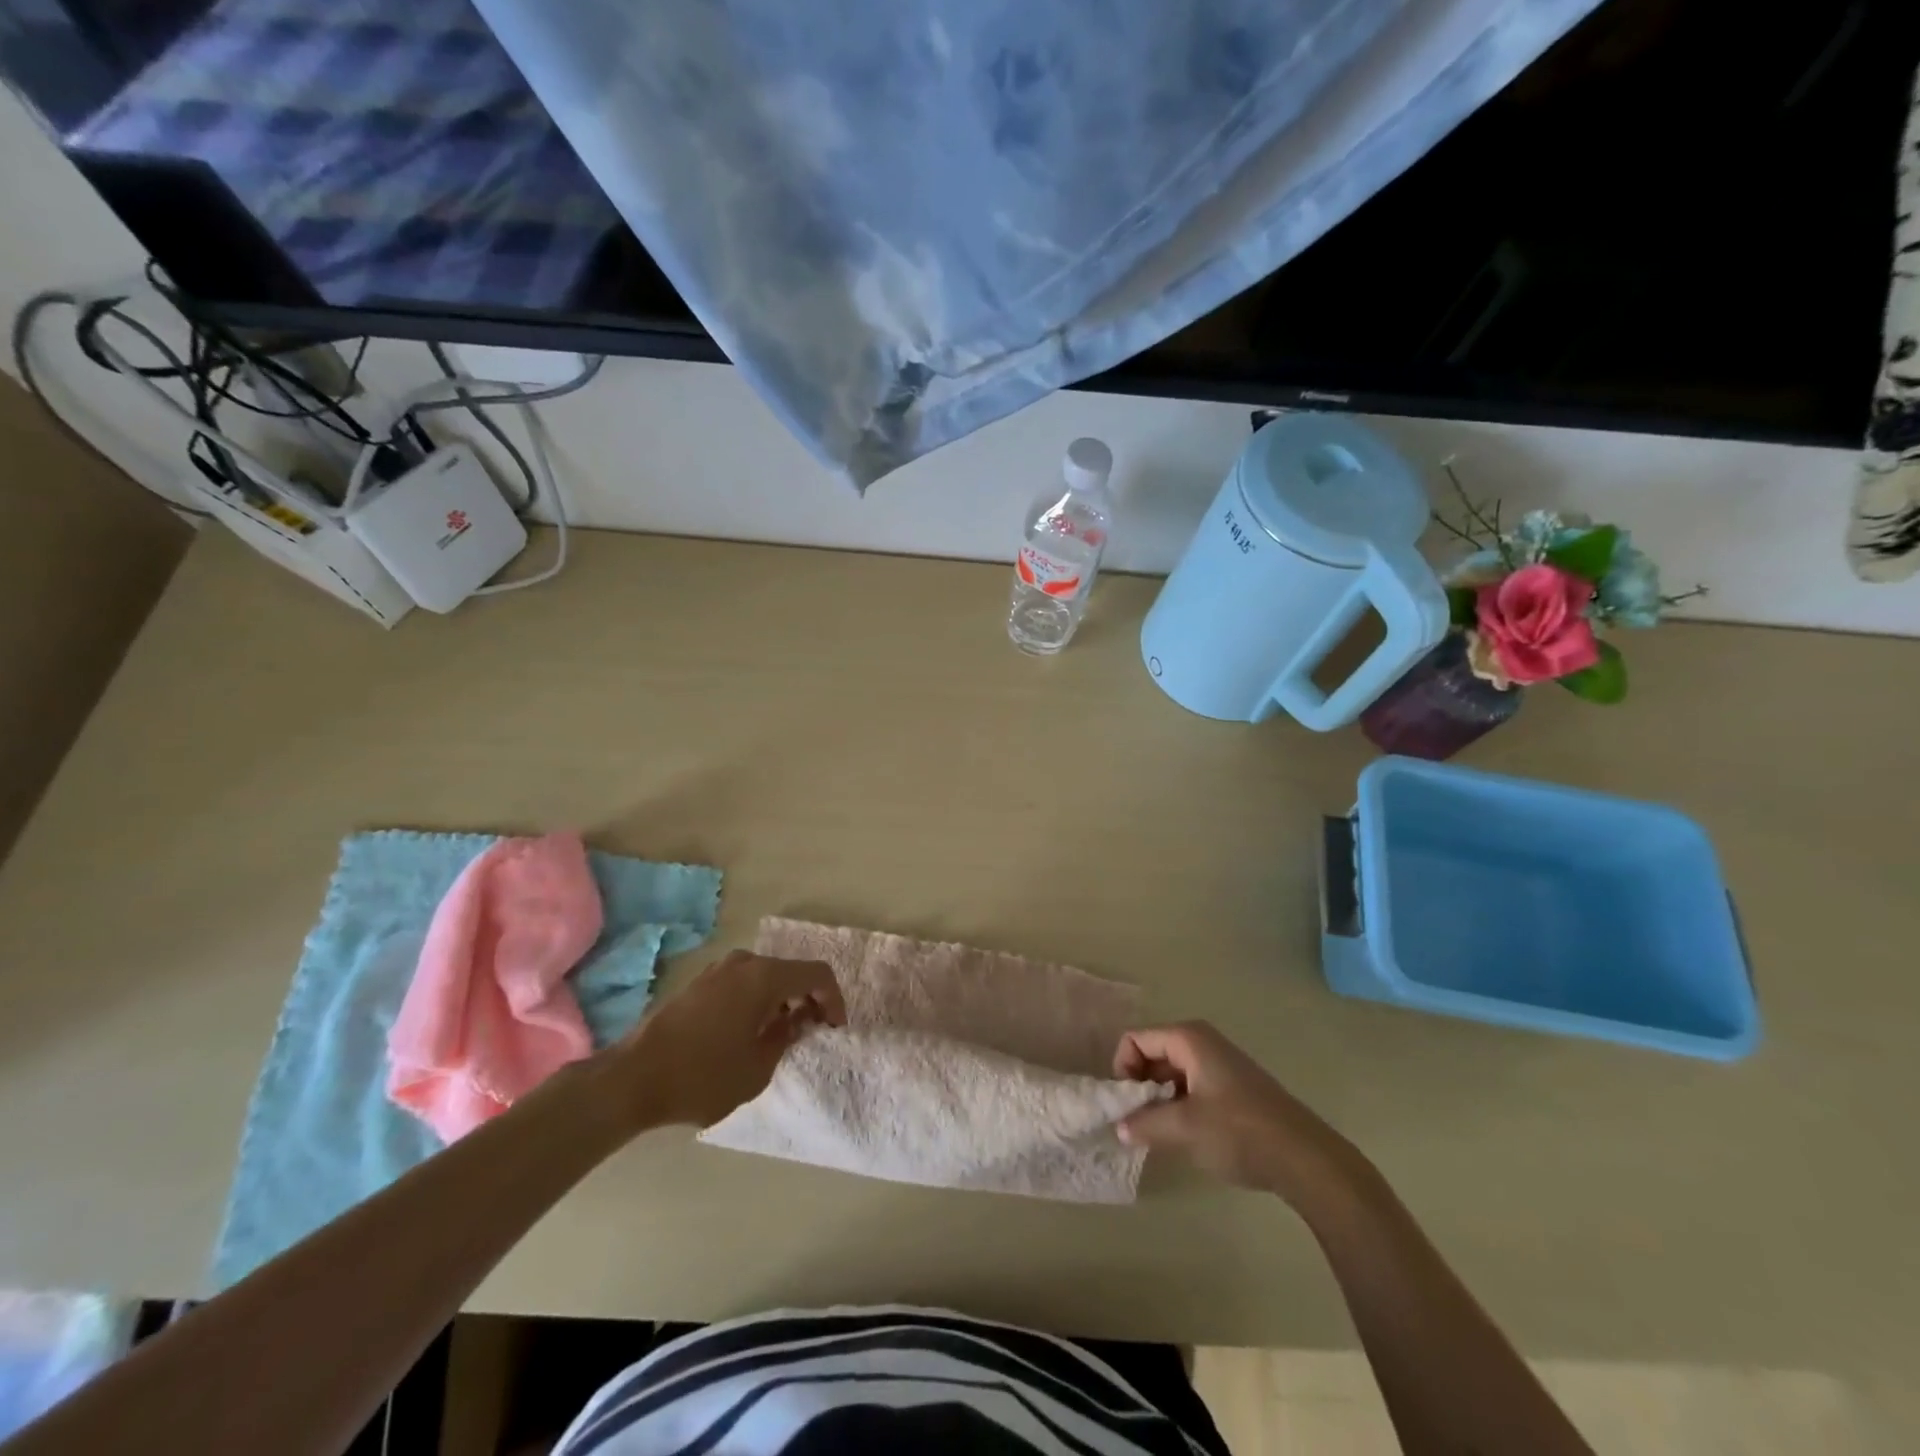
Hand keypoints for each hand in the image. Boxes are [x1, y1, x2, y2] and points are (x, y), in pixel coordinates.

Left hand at [614, 951, 845, 1128]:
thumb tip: (797, 1019)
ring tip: (781, 1035)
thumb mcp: (758, 1067)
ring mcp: (717, 970)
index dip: (833, 999)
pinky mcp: (699, 984)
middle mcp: (743, 963)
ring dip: (781, 1000)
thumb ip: (786, 1037)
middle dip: (807, 999)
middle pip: (790, 972)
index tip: (834, 1029)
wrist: (632, 1080)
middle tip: (812, 1031)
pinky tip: (749, 1032)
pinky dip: (757, 1000)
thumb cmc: (702, 1076)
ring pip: (765, 977)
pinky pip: (742, 983)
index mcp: (764, 977)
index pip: (816, 974)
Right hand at [1114, 1021, 1367, 1208]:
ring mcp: (1219, 1063)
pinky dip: (1179, 1106)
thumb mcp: (1184, 1128)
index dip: (1123, 1071)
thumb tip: (1119, 1127)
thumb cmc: (1240, 1132)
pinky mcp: (1232, 1086)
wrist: (1305, 1159)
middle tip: (1140, 1123)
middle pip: (1152, 1054)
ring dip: (1159, 1100)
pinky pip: (1190, 1085)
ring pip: (1171, 1073)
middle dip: (1140, 1087)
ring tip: (1161, 1134)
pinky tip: (1187, 1136)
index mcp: (1188, 1038)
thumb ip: (1144, 1123)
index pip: (1134, 1040)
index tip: (1127, 1107)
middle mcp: (1202, 1041)